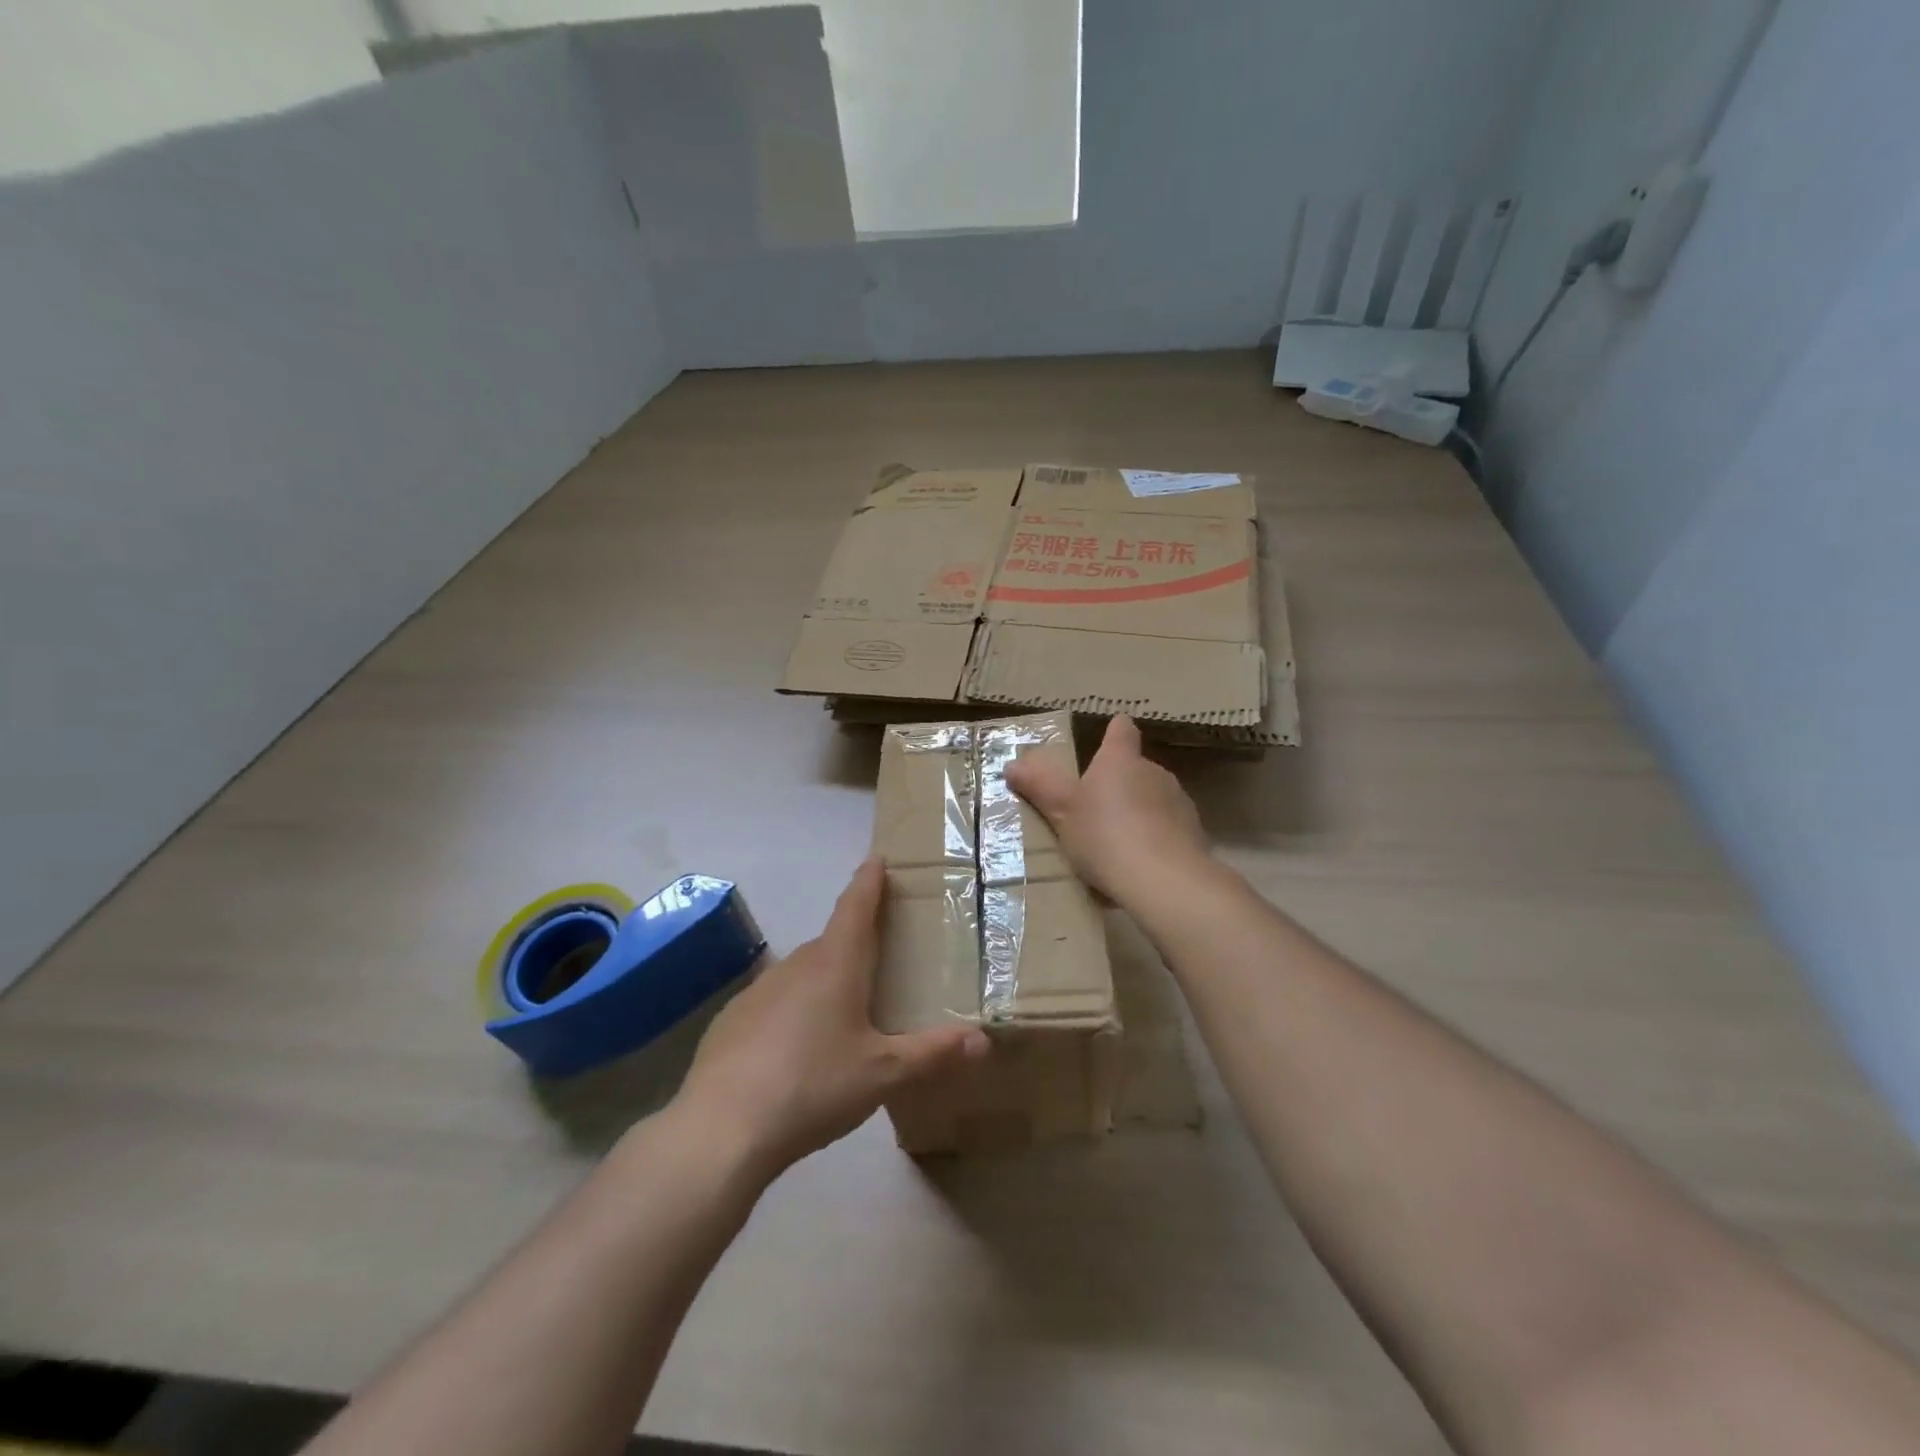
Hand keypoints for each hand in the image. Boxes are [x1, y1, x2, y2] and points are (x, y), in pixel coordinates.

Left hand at [673, 858, 989, 1178]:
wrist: (722, 1128)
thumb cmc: (813, 1087)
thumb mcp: (883, 1075)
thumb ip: (933, 1053)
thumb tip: (984, 1039)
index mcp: (836, 964)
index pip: (856, 906)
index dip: (869, 881)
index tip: (876, 859)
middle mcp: (796, 965)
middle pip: (832, 941)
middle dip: (854, 941)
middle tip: (879, 956)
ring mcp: (758, 990)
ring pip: (802, 973)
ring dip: (823, 979)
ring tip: (842, 1011)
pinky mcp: (731, 1019)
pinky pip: (773, 1002)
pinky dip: (792, 1010)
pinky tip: (795, 1049)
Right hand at [1005, 715, 1210, 903]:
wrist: (1164, 881)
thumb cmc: (1105, 835)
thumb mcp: (1061, 812)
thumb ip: (1039, 786)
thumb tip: (1013, 765)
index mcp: (1120, 761)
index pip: (1121, 732)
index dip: (1115, 732)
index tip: (1110, 734)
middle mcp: (1154, 773)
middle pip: (1136, 769)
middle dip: (1119, 784)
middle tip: (1094, 810)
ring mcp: (1178, 804)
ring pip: (1154, 801)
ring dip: (1138, 814)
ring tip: (1115, 845)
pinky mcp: (1193, 836)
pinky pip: (1167, 832)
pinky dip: (1154, 842)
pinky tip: (1138, 868)